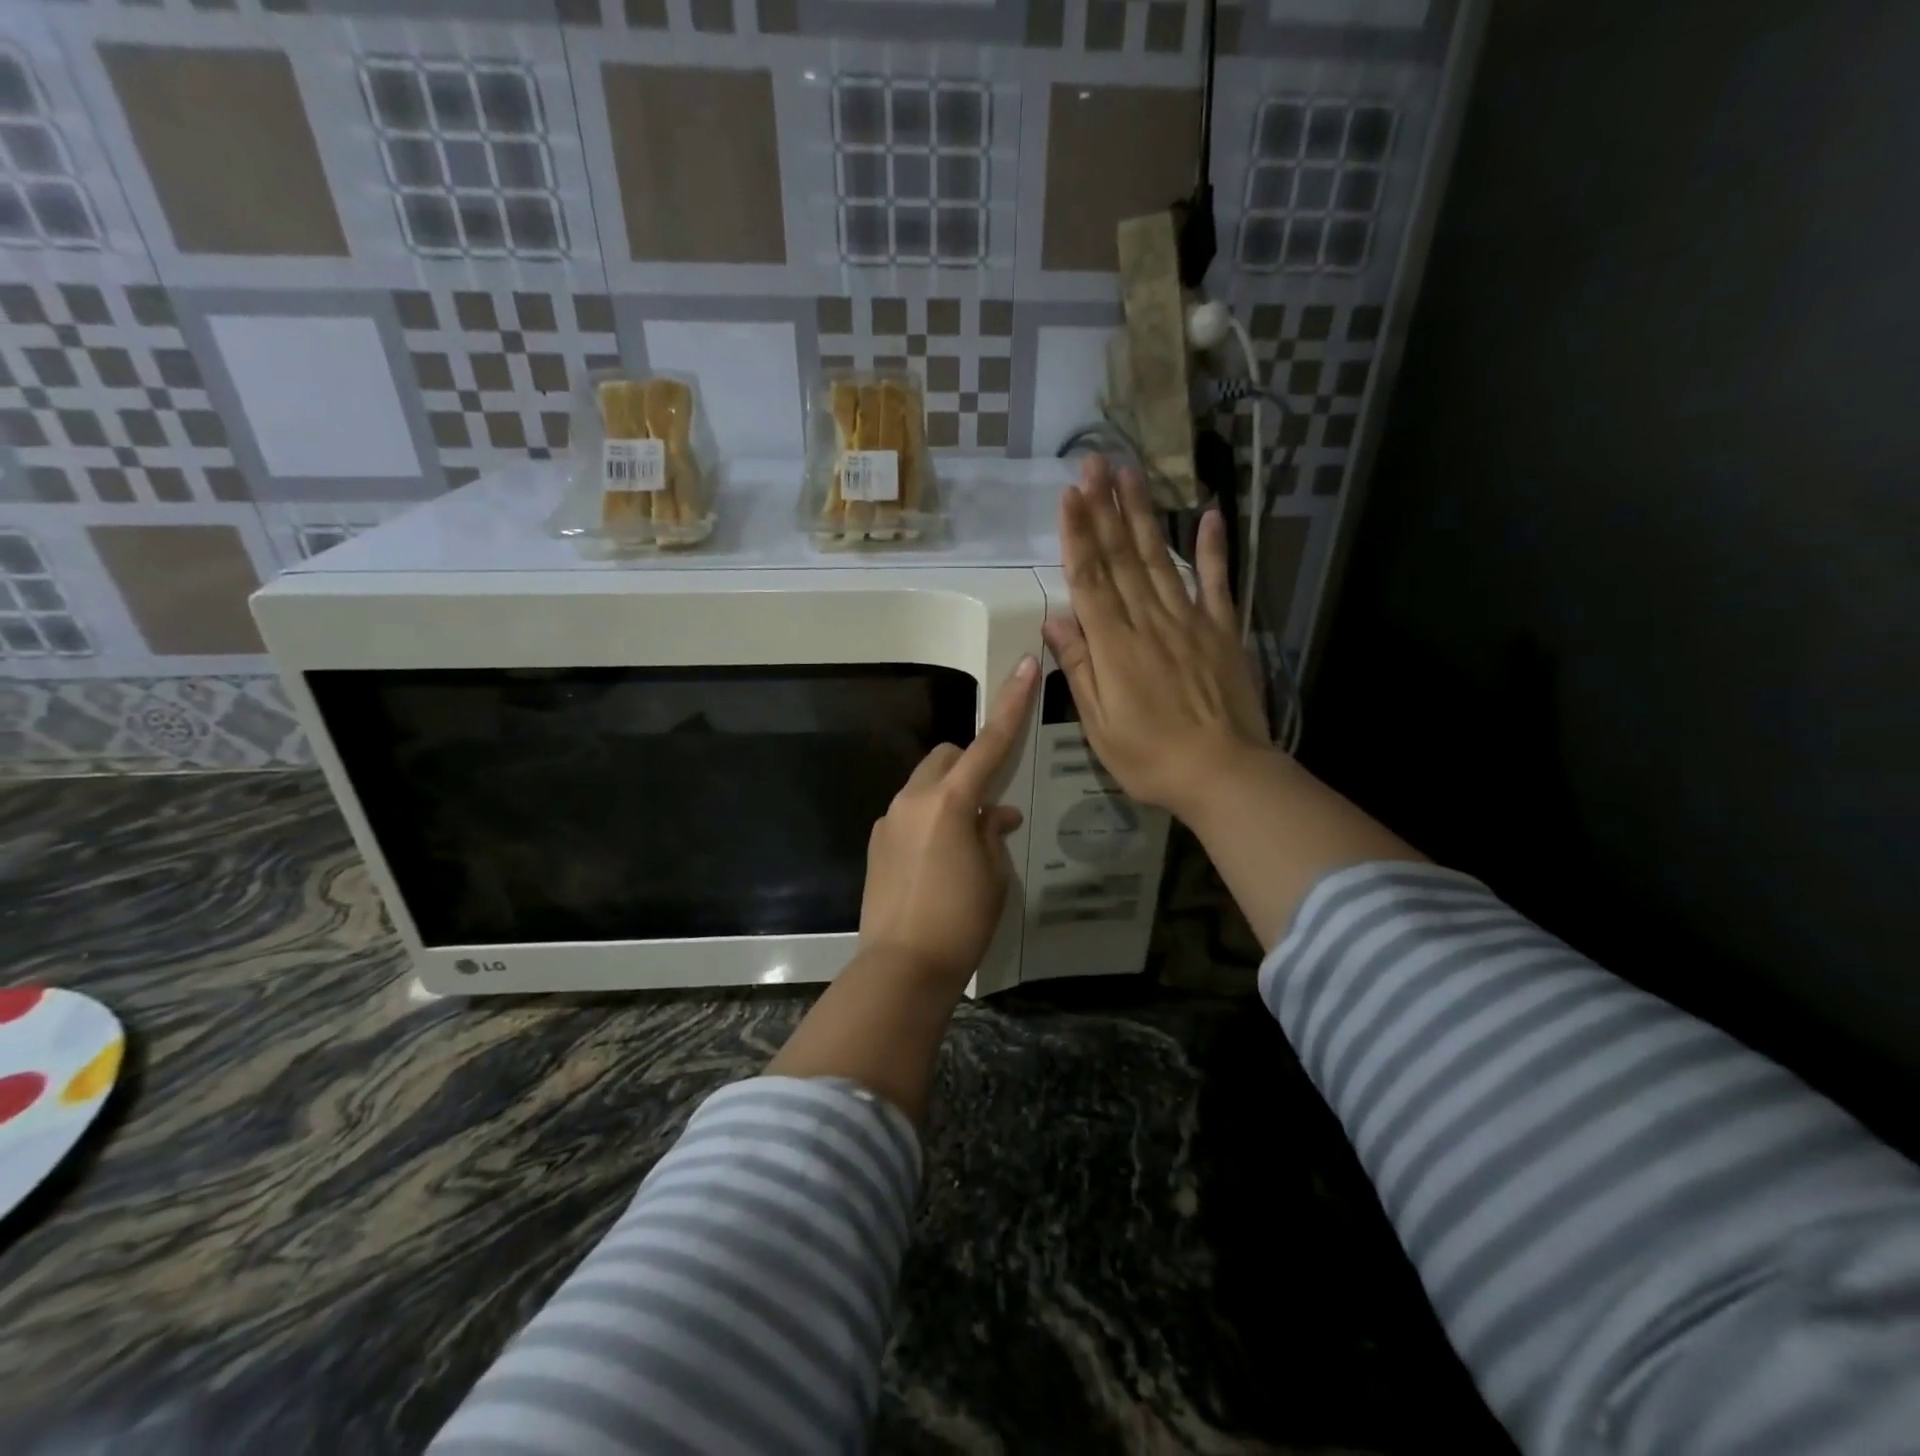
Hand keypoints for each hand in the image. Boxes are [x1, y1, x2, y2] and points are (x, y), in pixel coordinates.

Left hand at [858, 656, 1038, 991]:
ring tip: (966, 839)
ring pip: (925, 784)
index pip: (989, 742)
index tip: (1025, 666)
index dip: (1011, 704)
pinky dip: (929, 817)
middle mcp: (914, 799)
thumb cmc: (961, 921)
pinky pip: (909, 812)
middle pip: (947, 758)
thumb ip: (993, 833)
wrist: (901, 967)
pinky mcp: (877, 842)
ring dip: (949, 794)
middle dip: (970, 764)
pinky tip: (938, 860)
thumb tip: (996, 814)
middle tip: (990, 805)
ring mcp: (890, 819)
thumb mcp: (994, 876)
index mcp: (951, 801)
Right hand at [1041, 456, 1270, 823]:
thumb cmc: (1150, 757)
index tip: (1069, 495)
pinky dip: (1214, 548)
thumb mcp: (1099, 724)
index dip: (1077, 535)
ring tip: (1131, 474)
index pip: (1090, 580)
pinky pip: (1218, 583)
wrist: (1223, 774)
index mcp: (1115, 647)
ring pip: (1161, 560)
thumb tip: (1056, 621)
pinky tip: (1208, 514)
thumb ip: (1080, 668)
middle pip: (1123, 558)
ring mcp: (1190, 622)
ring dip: (1144, 515)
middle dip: (1105, 509)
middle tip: (1095, 463)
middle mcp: (1149, 622)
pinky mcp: (1222, 631)